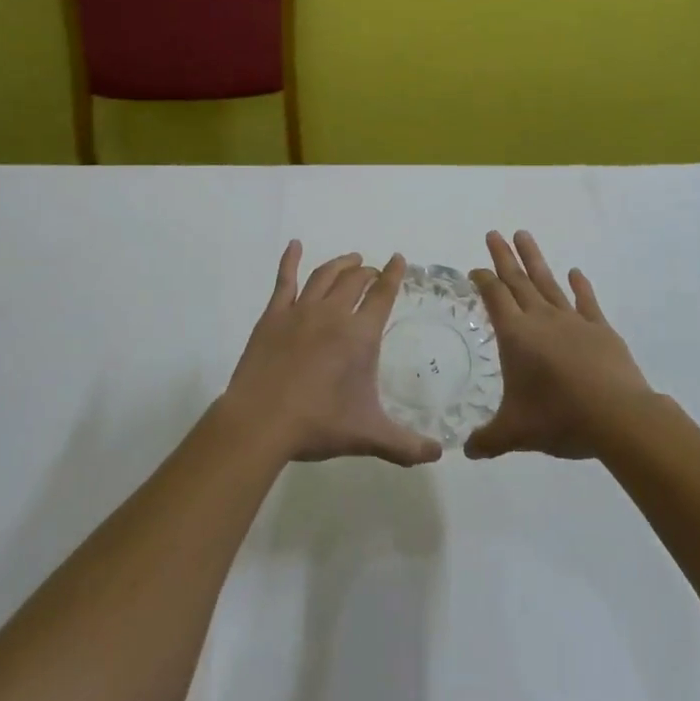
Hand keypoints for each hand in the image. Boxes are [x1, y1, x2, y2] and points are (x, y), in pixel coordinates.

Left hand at [223, 243, 442, 467]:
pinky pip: (284, 280)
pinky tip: (294, 245)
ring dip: (340, 264)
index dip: (393, 275)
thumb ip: (406, 445)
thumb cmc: (318, 424)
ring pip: (325, 276)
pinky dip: (290, 260)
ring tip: (350, 260)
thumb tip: (438, 454)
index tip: (399, 259)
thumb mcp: (368, 436)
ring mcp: (300, 311)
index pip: (382, 295)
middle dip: (368, 272)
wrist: (261, 421)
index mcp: (360, 335)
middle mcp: (333, 314)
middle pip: (355, 281)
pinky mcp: (273, 316)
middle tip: (374, 271)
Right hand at [465, 231, 654, 460]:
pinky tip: (575, 272)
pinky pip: (586, 301)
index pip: (494, 297)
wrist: (617, 416)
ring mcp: (573, 320)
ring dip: (534, 259)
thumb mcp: (515, 433)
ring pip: (548, 282)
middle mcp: (541, 319)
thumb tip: (467, 451)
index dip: (483, 280)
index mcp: (516, 335)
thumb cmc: (559, 418)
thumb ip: (489, 439)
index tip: (475, 269)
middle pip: (517, 280)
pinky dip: (579, 285)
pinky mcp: (600, 329)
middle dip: (503, 257)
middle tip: (493, 233)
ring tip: (524, 234)